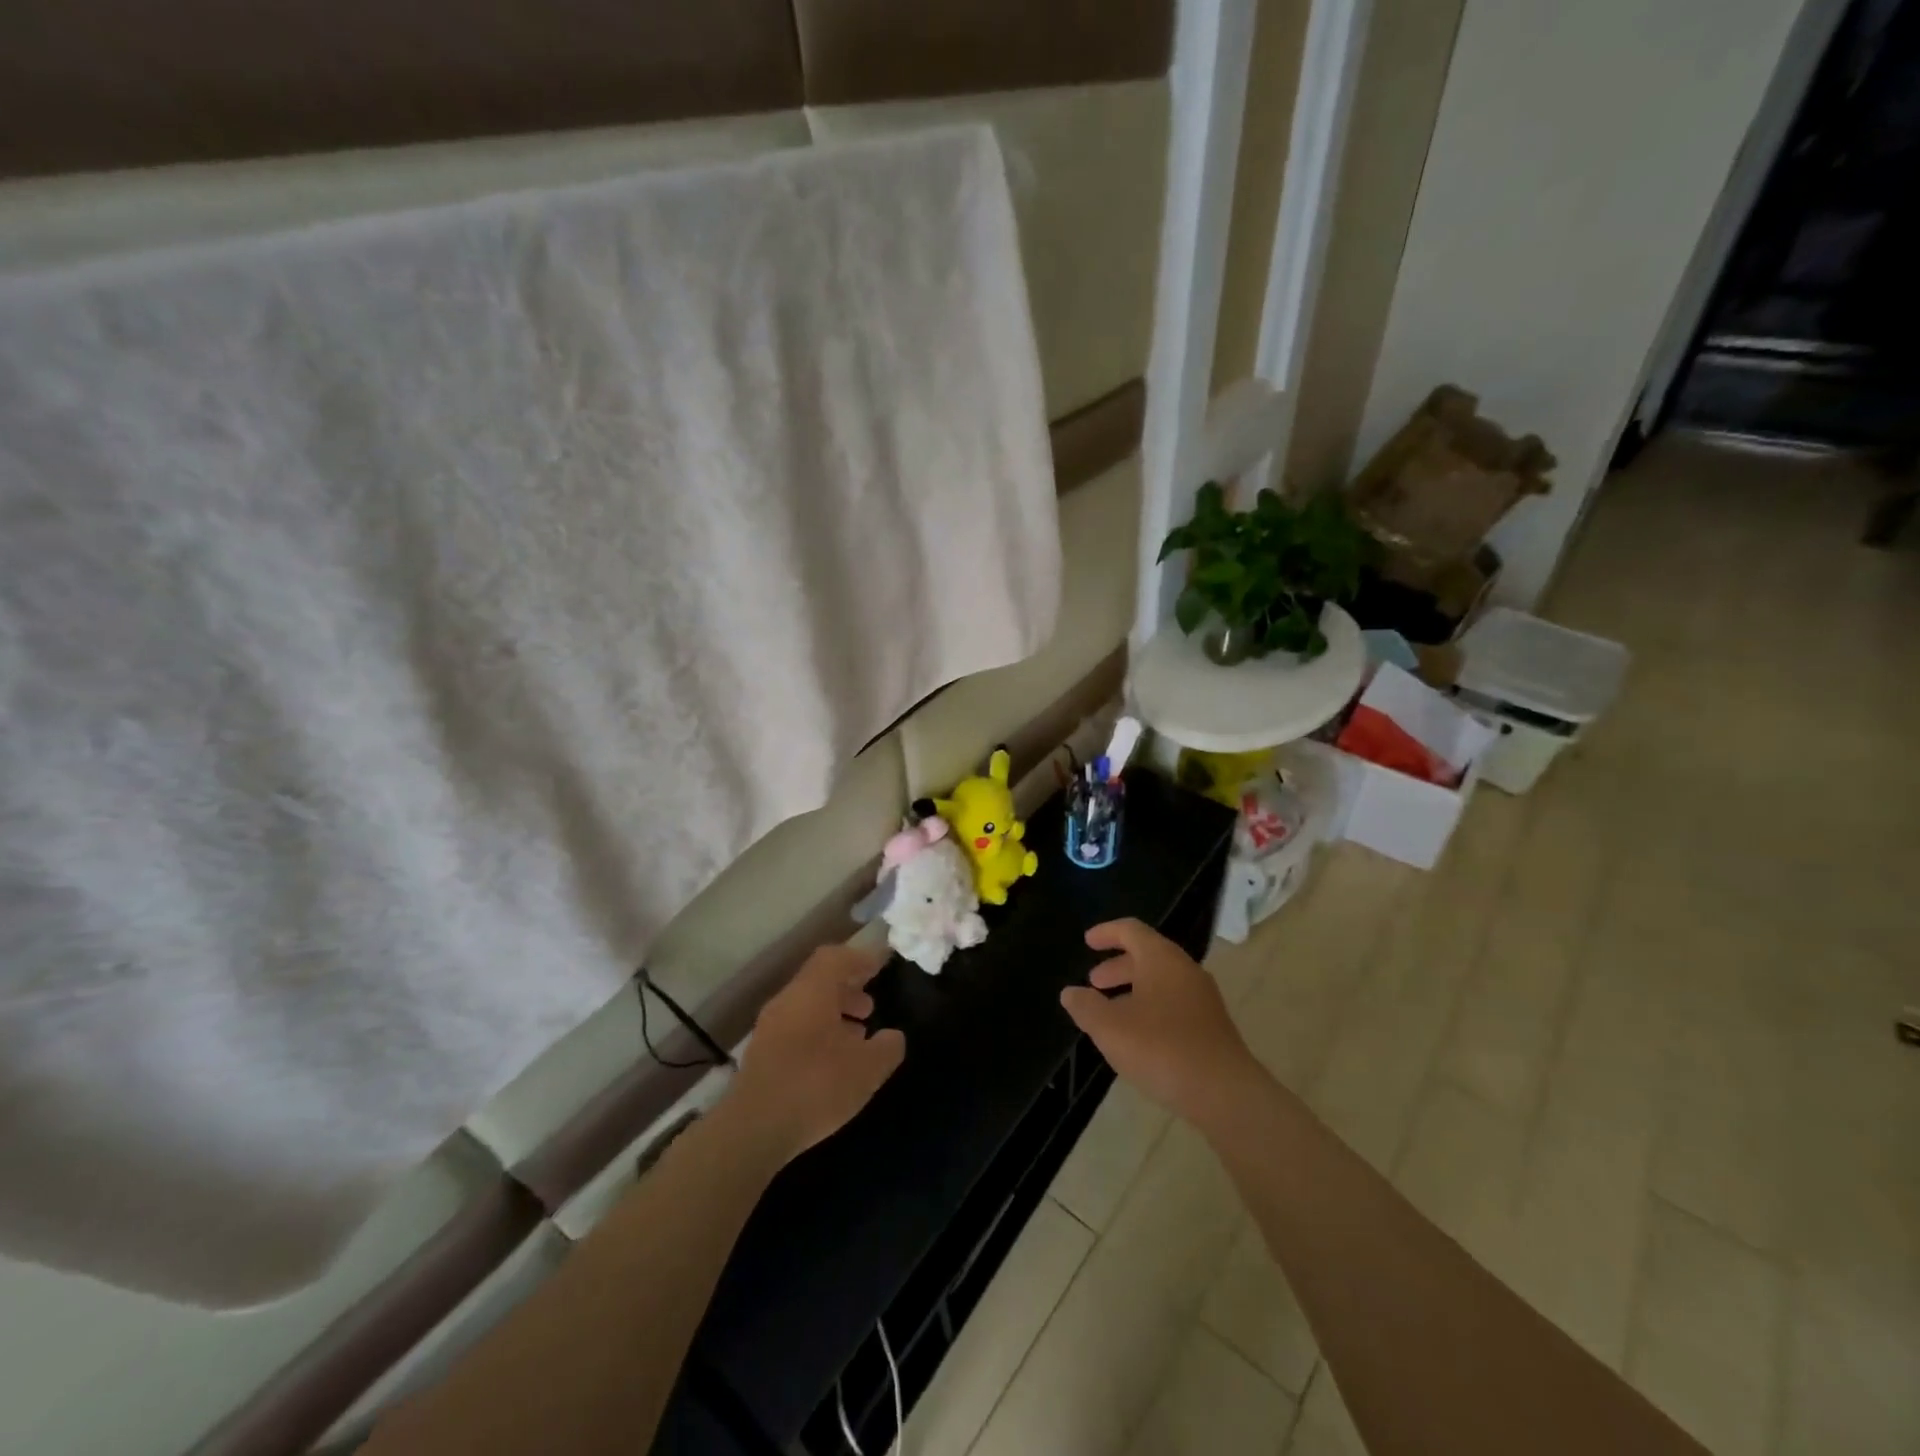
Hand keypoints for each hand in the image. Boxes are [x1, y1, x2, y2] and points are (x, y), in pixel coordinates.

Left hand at [724, 943, 905, 1165]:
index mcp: (812, 991)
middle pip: (819, 980)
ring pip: (806, 1006)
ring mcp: (769, 1027)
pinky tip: (833, 1061)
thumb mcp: (867, 1069)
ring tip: (857, 1035)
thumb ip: (887, 1047)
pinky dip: (818, 1032)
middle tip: (871, 1005)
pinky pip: (795, 1028)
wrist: (752, 1130)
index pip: (836, 957)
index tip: (881, 965)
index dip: (860, 958)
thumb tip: (893, 1036)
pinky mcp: (761, 1054)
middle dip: (848, 987)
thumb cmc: (816, 1086)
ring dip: (834, 1012)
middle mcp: (787, 1001)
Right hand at [1060, 919, 1260, 1125]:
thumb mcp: (1110, 1028)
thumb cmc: (1162, 1049)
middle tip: (1094, 982)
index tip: (1087, 942)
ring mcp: (1203, 998)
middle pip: (1148, 955)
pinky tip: (1139, 1037)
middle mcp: (1185, 970)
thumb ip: (1086, 1007)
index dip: (1106, 932)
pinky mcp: (1212, 1026)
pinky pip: (1175, 1003)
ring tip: (1111, 1013)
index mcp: (1161, 959)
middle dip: (1118, 966)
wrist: (1226, 1094)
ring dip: (1133, 990)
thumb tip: (1070, 993)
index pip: (1131, 930)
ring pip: (1162, 981)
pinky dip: (1151, 1007)